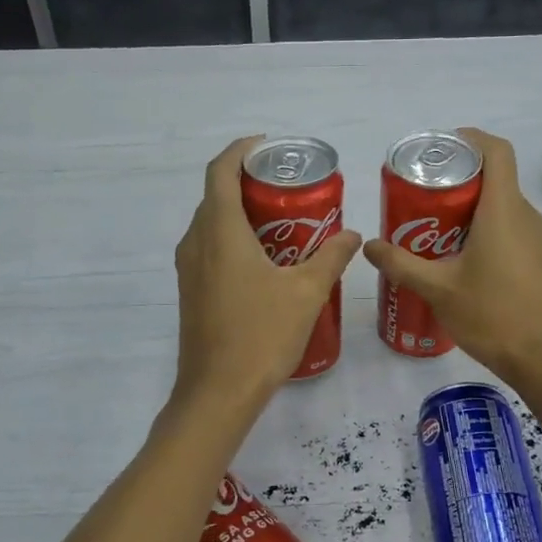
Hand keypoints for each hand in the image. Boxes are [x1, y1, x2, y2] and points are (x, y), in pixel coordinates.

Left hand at [173, 136, 360, 406]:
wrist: (217, 393)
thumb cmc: (261, 335)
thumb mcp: (307, 292)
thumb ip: (331, 257)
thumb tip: (352, 235)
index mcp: (220, 231)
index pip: (221, 171)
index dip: (241, 151)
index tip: (269, 148)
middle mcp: (196, 242)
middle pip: (216, 195)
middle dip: (249, 183)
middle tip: (289, 187)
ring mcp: (188, 269)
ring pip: (212, 223)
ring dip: (241, 213)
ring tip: (283, 221)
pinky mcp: (190, 291)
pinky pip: (209, 248)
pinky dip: (233, 239)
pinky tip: (266, 261)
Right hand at [361, 128, 541, 385]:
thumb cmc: (491, 315)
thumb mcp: (437, 289)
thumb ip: (400, 264)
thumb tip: (368, 245)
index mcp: (503, 210)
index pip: (496, 151)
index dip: (470, 139)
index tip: (440, 146)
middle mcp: (525, 215)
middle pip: (494, 177)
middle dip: (457, 178)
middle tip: (421, 194)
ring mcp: (537, 237)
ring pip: (501, 204)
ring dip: (469, 205)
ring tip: (432, 225)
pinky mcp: (539, 258)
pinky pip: (509, 225)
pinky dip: (483, 226)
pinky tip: (457, 255)